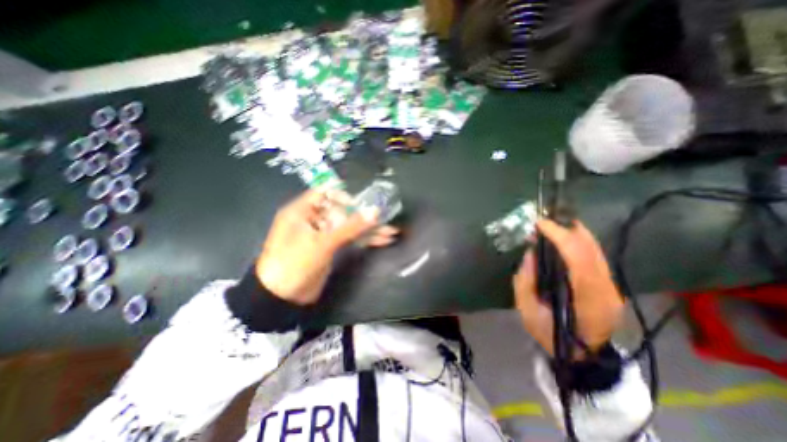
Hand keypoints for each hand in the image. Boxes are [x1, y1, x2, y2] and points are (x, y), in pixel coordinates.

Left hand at [256, 188, 400, 305]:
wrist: (282, 298)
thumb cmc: (295, 264)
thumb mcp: (323, 243)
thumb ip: (350, 227)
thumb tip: (375, 211)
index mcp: (303, 211)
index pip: (325, 193)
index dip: (344, 196)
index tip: (361, 205)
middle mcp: (314, 219)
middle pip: (343, 211)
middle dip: (364, 216)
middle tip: (385, 218)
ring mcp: (324, 234)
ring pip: (349, 226)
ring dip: (369, 230)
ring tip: (391, 231)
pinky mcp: (331, 247)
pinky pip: (350, 239)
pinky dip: (365, 240)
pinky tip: (383, 240)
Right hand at [514, 219, 623, 356]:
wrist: (583, 356)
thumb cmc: (551, 335)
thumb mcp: (528, 312)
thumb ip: (525, 281)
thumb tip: (530, 253)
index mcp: (586, 301)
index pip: (579, 260)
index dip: (560, 237)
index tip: (540, 223)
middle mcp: (606, 290)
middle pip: (591, 250)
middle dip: (566, 229)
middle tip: (544, 221)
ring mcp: (612, 287)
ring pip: (596, 249)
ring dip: (573, 232)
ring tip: (551, 225)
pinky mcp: (610, 284)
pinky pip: (595, 255)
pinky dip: (578, 241)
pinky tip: (564, 237)